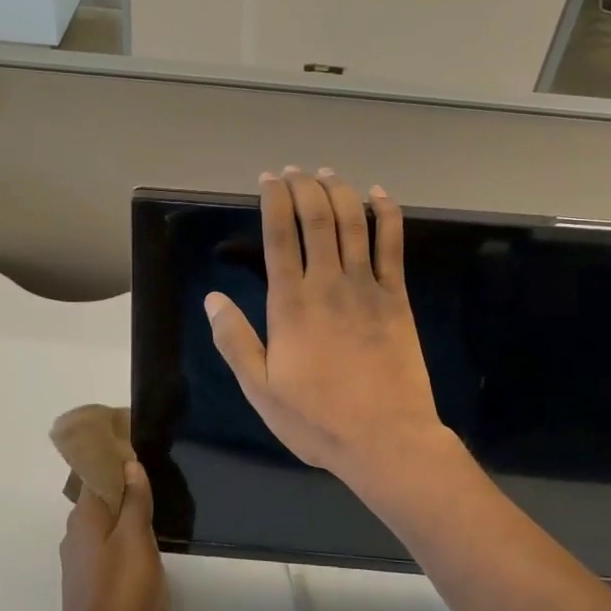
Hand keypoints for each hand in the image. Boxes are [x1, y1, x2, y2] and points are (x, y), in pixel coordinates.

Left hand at [53, 462, 164, 610]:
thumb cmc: (121, 592)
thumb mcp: (137, 539)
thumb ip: (135, 501)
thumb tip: (129, 464)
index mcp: (84, 517)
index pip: (94, 474)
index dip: (114, 460)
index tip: (137, 450)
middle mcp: (74, 535)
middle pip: (98, 500)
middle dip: (121, 488)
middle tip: (153, 481)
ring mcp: (78, 562)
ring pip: (102, 526)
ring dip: (123, 516)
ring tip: (153, 512)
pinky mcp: (87, 584)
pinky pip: (104, 548)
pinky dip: (121, 540)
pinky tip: (141, 550)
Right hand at [205, 167, 449, 490]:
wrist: (385, 439)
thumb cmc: (316, 419)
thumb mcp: (261, 389)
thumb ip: (235, 341)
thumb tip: (213, 299)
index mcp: (290, 304)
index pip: (279, 236)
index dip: (274, 201)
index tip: (268, 180)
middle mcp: (327, 284)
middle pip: (316, 219)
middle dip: (304, 187)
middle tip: (295, 171)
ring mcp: (366, 288)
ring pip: (353, 224)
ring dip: (340, 192)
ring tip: (328, 174)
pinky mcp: (396, 298)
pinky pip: (392, 246)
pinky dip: (387, 215)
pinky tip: (380, 196)